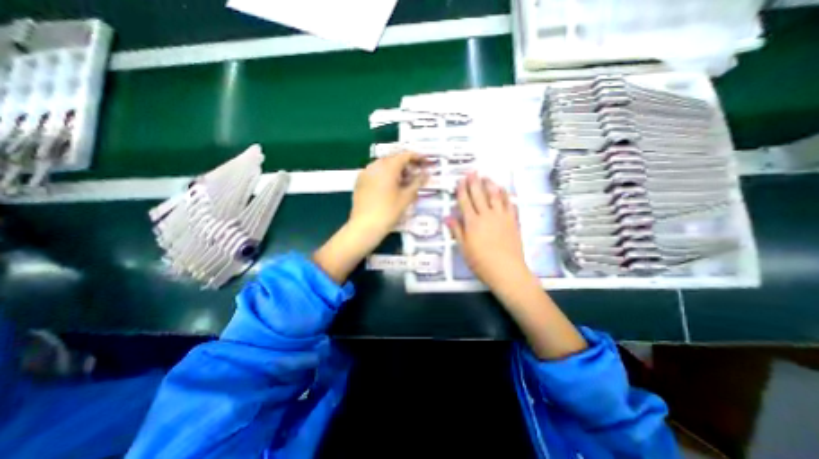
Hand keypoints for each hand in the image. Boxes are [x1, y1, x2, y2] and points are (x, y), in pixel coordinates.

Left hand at [349, 150, 429, 246]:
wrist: (365, 226)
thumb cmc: (389, 212)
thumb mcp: (406, 197)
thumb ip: (418, 182)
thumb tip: (426, 174)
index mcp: (388, 167)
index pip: (404, 155)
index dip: (416, 157)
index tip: (425, 162)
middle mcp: (375, 166)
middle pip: (393, 158)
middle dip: (405, 164)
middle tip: (415, 174)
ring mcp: (365, 173)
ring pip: (383, 165)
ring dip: (394, 169)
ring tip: (403, 181)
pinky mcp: (359, 181)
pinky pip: (374, 172)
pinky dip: (384, 174)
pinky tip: (389, 186)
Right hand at [445, 172, 584, 357]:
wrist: (506, 270)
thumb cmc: (481, 262)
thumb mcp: (464, 248)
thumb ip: (456, 230)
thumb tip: (447, 217)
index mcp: (472, 222)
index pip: (465, 201)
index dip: (462, 190)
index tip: (461, 180)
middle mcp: (487, 215)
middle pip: (479, 195)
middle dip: (475, 182)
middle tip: (473, 172)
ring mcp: (502, 217)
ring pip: (496, 196)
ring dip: (491, 185)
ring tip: (487, 177)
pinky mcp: (513, 221)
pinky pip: (510, 204)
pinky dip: (507, 196)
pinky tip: (505, 191)